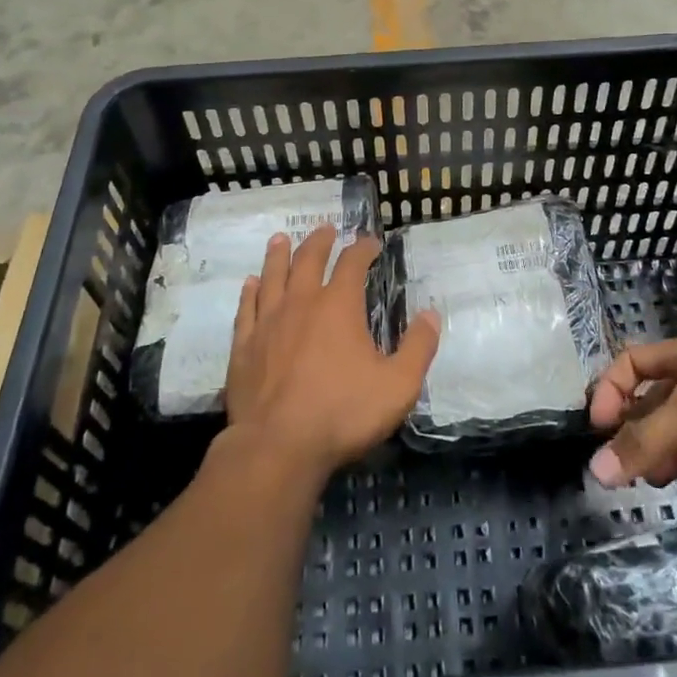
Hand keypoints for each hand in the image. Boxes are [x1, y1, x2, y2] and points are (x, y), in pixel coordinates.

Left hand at [225, 225, 439, 481]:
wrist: (278, 447)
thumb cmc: (343, 413)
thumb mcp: (398, 385)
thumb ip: (418, 347)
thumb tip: (432, 314)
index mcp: (339, 306)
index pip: (353, 263)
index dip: (363, 248)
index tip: (371, 243)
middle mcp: (301, 303)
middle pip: (308, 259)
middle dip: (319, 241)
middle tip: (326, 229)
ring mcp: (268, 323)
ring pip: (272, 276)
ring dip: (278, 255)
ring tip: (281, 239)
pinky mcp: (244, 346)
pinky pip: (246, 308)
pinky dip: (250, 292)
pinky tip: (250, 284)